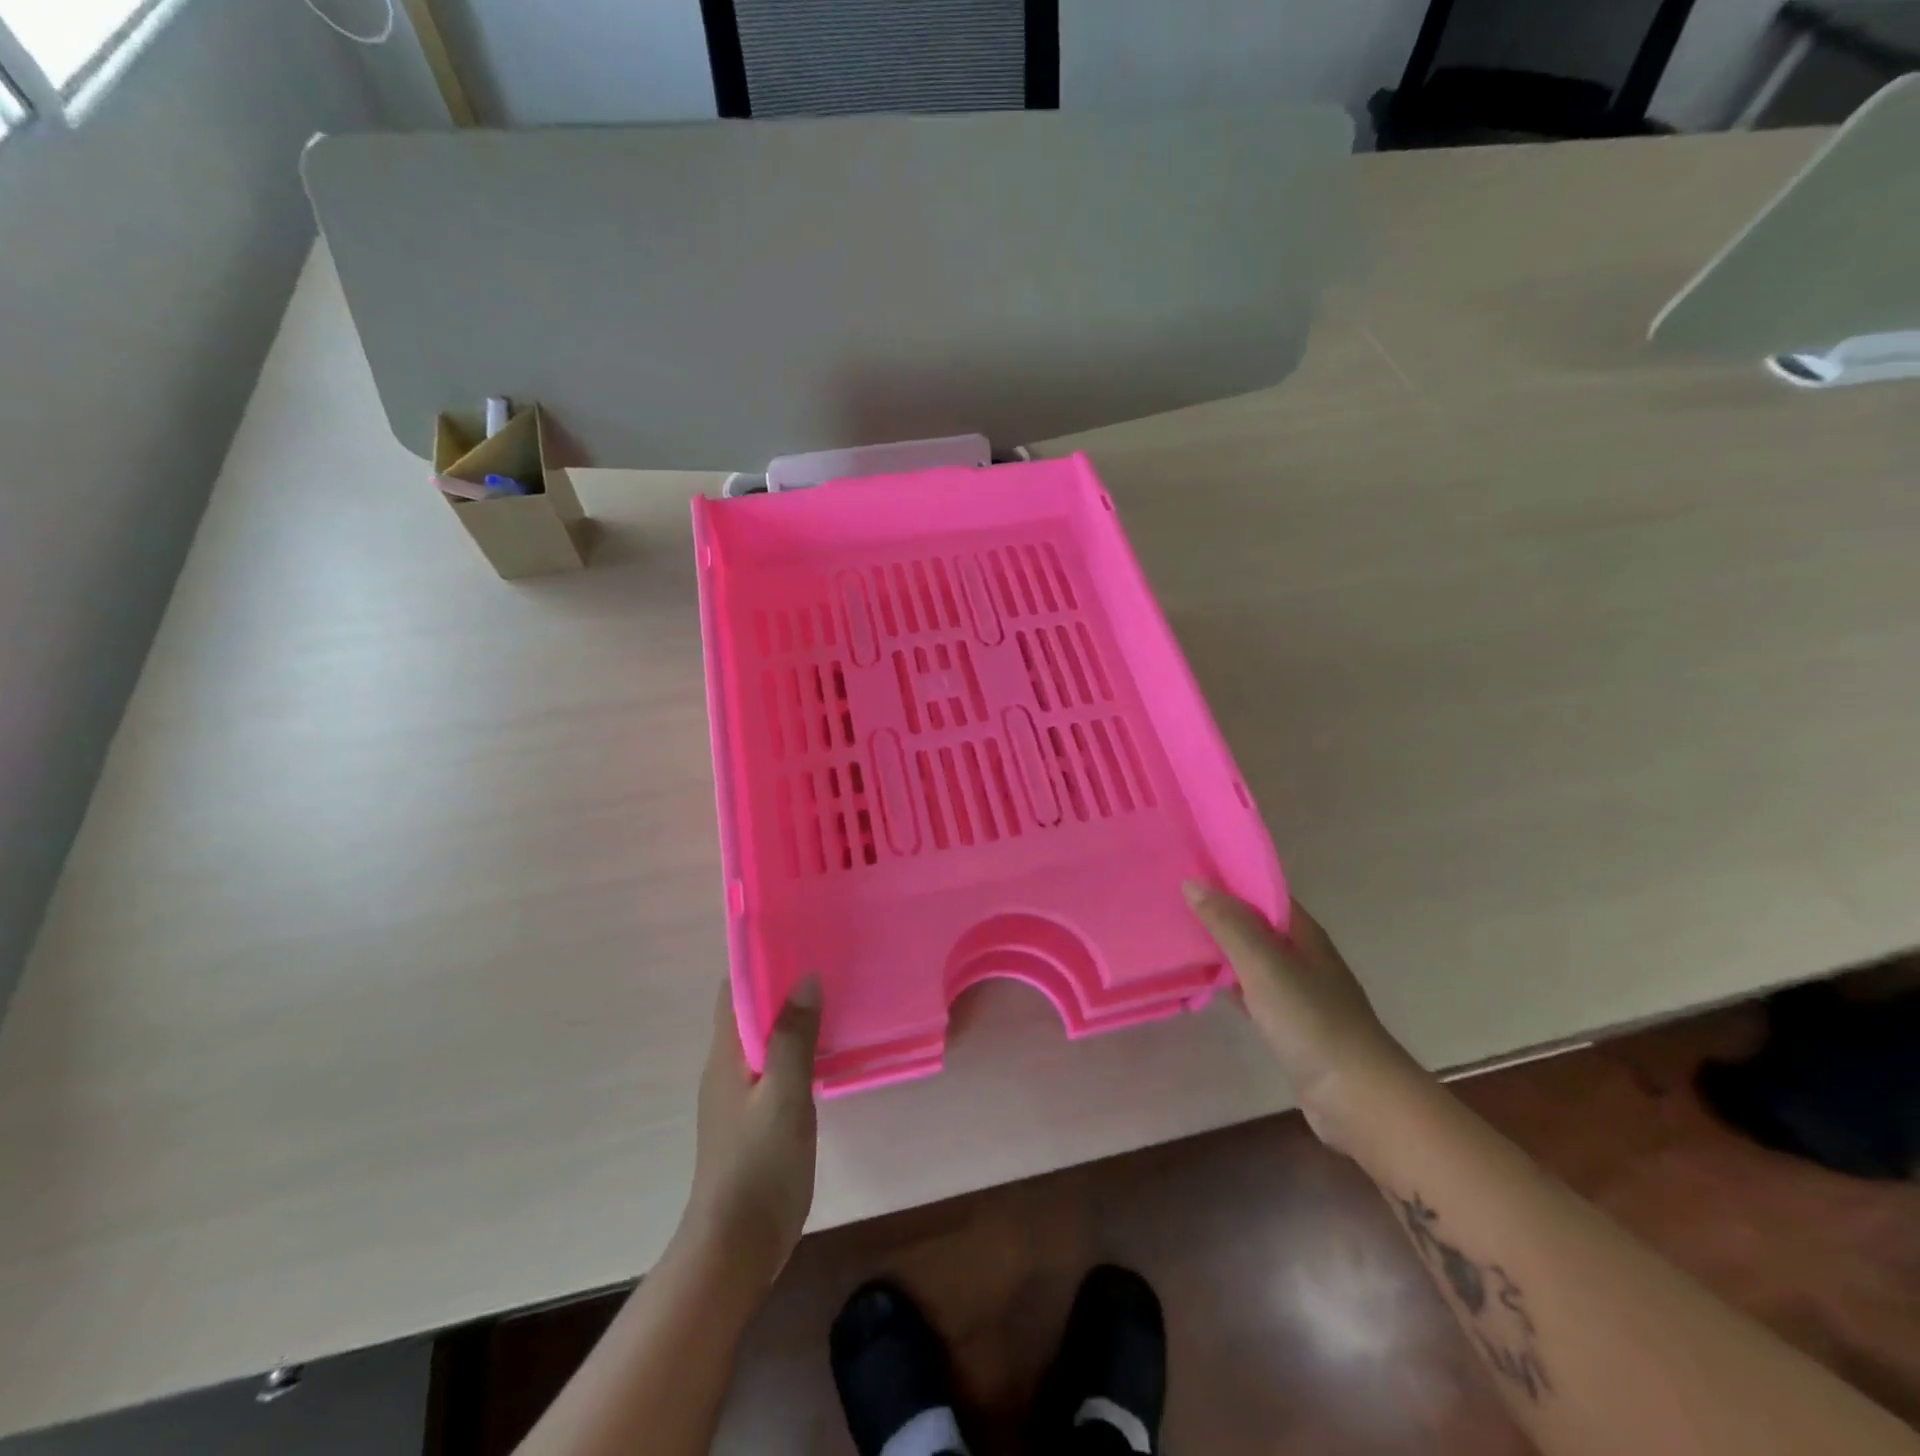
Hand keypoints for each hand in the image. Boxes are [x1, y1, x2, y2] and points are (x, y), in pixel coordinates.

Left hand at [683, 977, 821, 1286]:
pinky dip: (797, 1051)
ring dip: (792, 1019)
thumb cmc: (759, 1165)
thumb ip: (793, 1037)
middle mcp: (726, 1069)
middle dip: (781, 987)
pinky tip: (827, 1051)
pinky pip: (775, 1069)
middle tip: (827, 964)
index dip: (760, 964)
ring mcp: (739, 1097)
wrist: (736, 1247)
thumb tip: (805, 978)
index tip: (797, 941)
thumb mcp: (783, 1095)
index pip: (733, 992)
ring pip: (765, 1042)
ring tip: (834, 997)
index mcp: (725, 1056)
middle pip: (749, 1013)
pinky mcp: (755, 1120)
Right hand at [1185, 883, 1414, 1153]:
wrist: (1357, 1097)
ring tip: (1174, 935)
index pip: (1261, 891)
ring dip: (1219, 947)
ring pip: (1249, 957)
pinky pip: (1249, 990)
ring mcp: (1296, 991)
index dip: (1227, 877)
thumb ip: (1229, 924)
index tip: (1186, 867)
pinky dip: (1226, 983)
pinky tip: (1199, 984)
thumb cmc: (1311, 1021)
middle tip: (1169, 900)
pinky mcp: (1287, 1023)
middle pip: (1254, 922)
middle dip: (1217, 911)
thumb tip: (1192, 882)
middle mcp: (1301, 955)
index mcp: (1302, 933)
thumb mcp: (1265, 965)